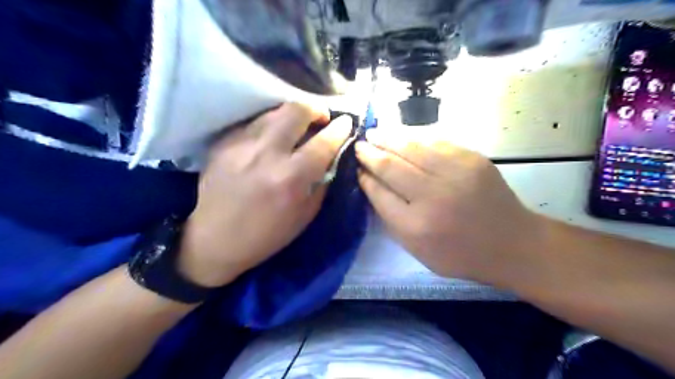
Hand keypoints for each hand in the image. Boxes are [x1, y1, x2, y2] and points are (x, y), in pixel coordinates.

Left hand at [174, 102, 353, 285]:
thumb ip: (322, 181)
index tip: (346, 122)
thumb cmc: (267, 235)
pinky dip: (270, 127)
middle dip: (315, 109)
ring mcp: (241, 145)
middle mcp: (266, 154)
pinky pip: (254, 124)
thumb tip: (331, 156)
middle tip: (320, 119)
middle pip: (296, 111)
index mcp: (290, 178)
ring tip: (297, 128)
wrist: (216, 239)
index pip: (323, 142)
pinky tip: (270, 141)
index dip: (339, 129)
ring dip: (292, 116)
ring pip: (273, 113)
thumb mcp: (305, 214)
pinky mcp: (223, 143)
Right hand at [355, 128, 544, 284]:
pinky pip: (434, 141)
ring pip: (410, 147)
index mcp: (416, 225)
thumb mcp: (417, 249)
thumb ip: (391, 217)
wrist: (511, 243)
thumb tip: (371, 184)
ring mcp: (454, 173)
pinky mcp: (472, 158)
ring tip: (374, 133)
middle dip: (370, 153)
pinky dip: (413, 136)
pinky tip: (401, 134)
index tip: (356, 168)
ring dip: (387, 137)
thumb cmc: (459, 253)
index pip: (379, 193)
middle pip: (390, 166)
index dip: (364, 177)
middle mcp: (432, 197)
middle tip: (359, 145)